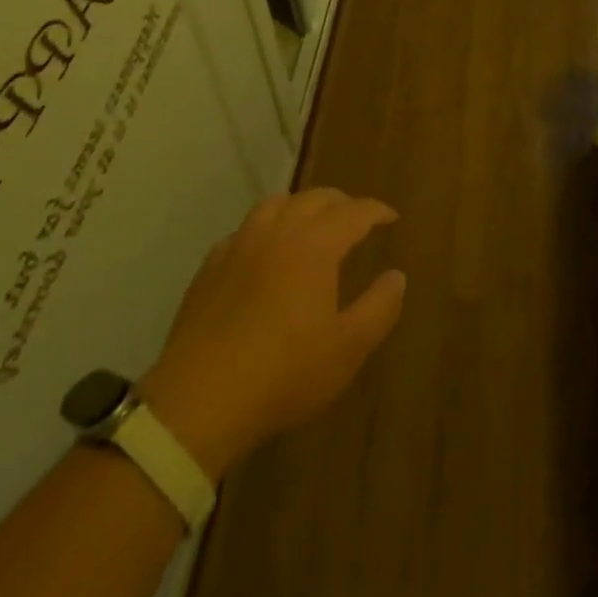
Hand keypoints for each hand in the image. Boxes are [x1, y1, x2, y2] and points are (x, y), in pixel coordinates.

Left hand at [140, 189, 406, 479]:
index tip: (391, 217)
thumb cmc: (284, 373)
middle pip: (314, 198)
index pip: (353, 212)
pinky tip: (265, 251)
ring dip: (301, 206)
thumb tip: (397, 275)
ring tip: (311, 224)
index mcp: (314, 244)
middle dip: (341, 202)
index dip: (375, 211)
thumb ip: (379, 307)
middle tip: (356, 218)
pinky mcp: (211, 265)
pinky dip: (266, 228)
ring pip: (276, 204)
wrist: (201, 398)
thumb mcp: (347, 349)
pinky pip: (245, 229)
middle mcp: (278, 231)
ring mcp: (239, 244)